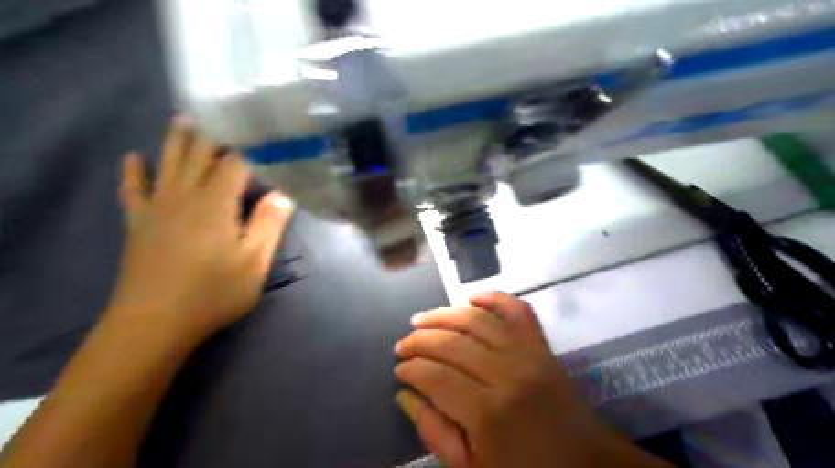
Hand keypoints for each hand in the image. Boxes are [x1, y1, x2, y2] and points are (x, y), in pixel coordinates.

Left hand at [107, 118, 293, 346]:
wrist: (154, 323)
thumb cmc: (213, 293)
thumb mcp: (254, 262)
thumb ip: (269, 225)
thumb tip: (284, 195)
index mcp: (216, 203)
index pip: (235, 163)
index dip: (250, 147)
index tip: (263, 132)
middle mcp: (185, 196)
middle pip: (199, 155)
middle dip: (213, 134)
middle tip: (223, 113)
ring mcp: (157, 208)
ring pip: (168, 164)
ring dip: (176, 140)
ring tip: (183, 118)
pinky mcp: (139, 224)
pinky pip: (133, 190)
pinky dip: (134, 172)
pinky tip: (134, 157)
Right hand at [394, 293, 666, 467]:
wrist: (585, 464)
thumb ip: (434, 431)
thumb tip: (405, 393)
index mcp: (488, 414)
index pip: (436, 377)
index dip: (411, 370)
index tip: (399, 369)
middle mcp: (507, 374)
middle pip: (452, 344)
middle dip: (420, 341)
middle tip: (403, 345)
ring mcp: (528, 354)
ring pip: (476, 320)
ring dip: (443, 315)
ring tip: (421, 320)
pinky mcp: (542, 345)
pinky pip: (517, 309)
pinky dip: (493, 297)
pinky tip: (471, 297)